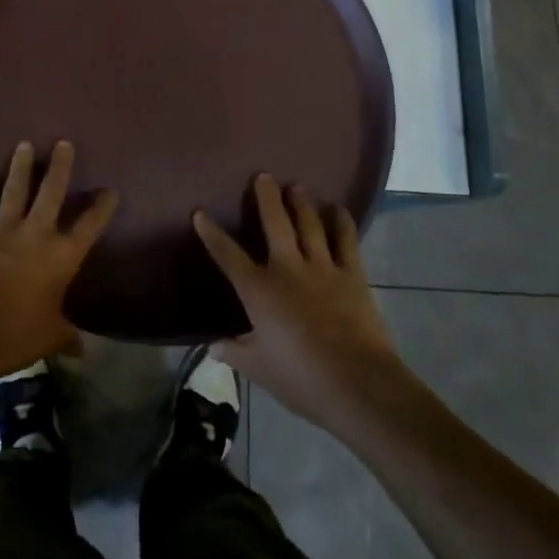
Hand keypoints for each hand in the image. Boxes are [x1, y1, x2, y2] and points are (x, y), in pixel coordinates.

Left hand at [0, 140, 117, 378]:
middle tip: (63, 143)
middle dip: (59, 166)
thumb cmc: (15, 336)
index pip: (89, 226)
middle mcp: (35, 234)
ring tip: (23, 144)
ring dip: (19, 166)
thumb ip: (67, 337)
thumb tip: (82, 351)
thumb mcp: (49, 337)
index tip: (111, 190)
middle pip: (51, 192)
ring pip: (13, 189)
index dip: (102, 207)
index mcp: (61, 257)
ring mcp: (2, 230)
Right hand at [194, 174, 401, 432]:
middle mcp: (287, 268)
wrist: (358, 383)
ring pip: (309, 224)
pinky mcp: (352, 275)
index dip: (212, 233)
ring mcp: (322, 267)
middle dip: (266, 197)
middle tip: (263, 175)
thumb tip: (214, 346)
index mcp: (259, 290)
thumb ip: (235, 352)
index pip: (228, 255)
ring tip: (296, 186)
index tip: (200, 212)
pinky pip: (345, 240)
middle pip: (274, 223)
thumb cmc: (301, 379)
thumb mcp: (259, 370)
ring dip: (301, 203)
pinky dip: (341, 222)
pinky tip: (338, 209)